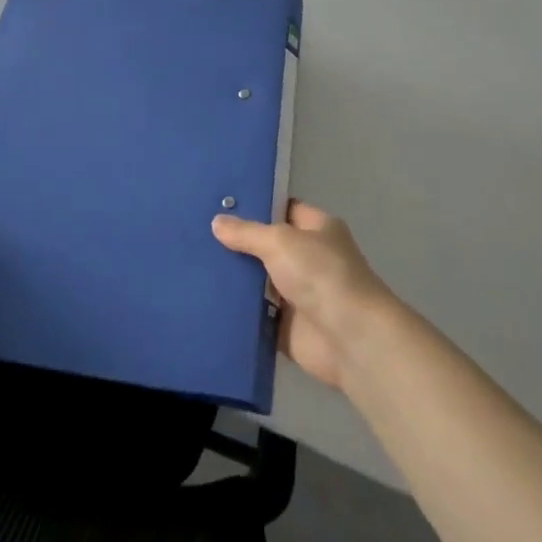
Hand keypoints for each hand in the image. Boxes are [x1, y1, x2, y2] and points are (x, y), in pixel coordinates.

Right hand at [212, 201, 395, 390]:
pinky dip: (236, 310)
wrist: (350, 339)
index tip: (219, 203)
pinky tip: (204, 298)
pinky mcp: (286, 326)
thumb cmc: (321, 275)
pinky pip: (254, 313)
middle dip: (237, 242)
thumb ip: (247, 232)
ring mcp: (297, 294)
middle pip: (266, 245)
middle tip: (196, 233)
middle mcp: (309, 258)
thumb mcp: (280, 241)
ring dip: (234, 278)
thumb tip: (216, 222)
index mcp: (317, 229)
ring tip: (191, 263)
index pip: (282, 208)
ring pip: (258, 281)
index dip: (255, 205)